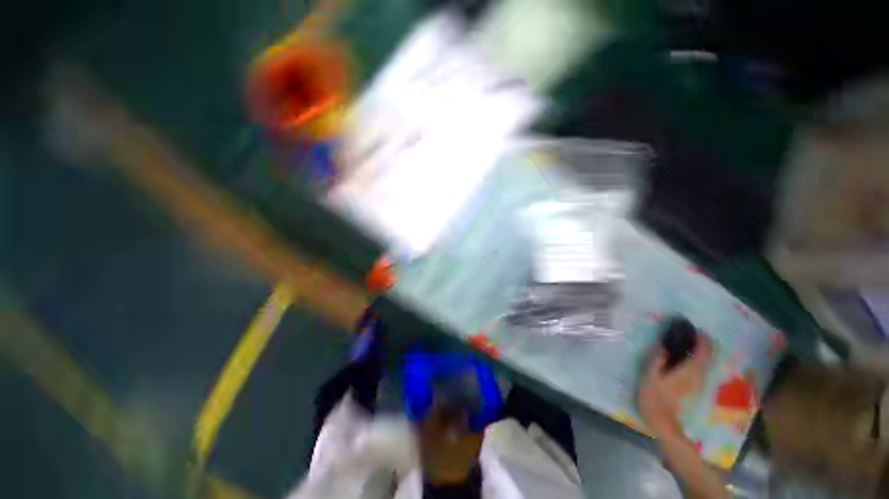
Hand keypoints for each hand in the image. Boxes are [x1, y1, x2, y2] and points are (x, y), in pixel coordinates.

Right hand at [639, 335, 713, 436]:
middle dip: (705, 344)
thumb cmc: (654, 396)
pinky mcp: (694, 386)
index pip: (702, 353)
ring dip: (703, 351)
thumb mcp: (651, 375)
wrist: (661, 419)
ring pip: (706, 363)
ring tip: (692, 341)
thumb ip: (658, 359)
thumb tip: (663, 345)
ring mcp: (698, 382)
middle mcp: (698, 375)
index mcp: (688, 371)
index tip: (698, 329)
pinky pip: (701, 368)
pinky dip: (699, 359)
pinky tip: (689, 356)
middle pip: (708, 357)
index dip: (703, 340)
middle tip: (694, 333)